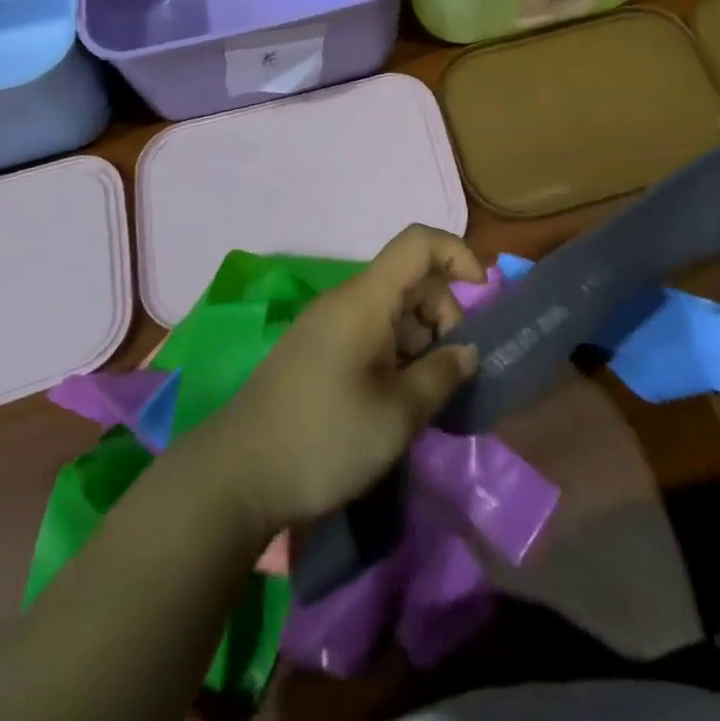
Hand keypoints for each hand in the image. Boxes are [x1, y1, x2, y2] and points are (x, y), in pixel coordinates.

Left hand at [195, 225, 483, 534]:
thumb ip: (441, 376)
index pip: (418, 243)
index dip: (457, 254)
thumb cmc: (324, 439)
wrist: (235, 477)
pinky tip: (397, 399)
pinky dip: (397, 354)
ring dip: (421, 340)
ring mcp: (329, 325)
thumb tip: (468, 351)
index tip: (484, 295)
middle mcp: (347, 300)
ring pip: (393, 309)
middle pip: (410, 279)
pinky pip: (371, 333)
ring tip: (424, 395)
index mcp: (365, 299)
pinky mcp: (318, 351)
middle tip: (450, 370)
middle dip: (444, 313)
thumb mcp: (396, 415)